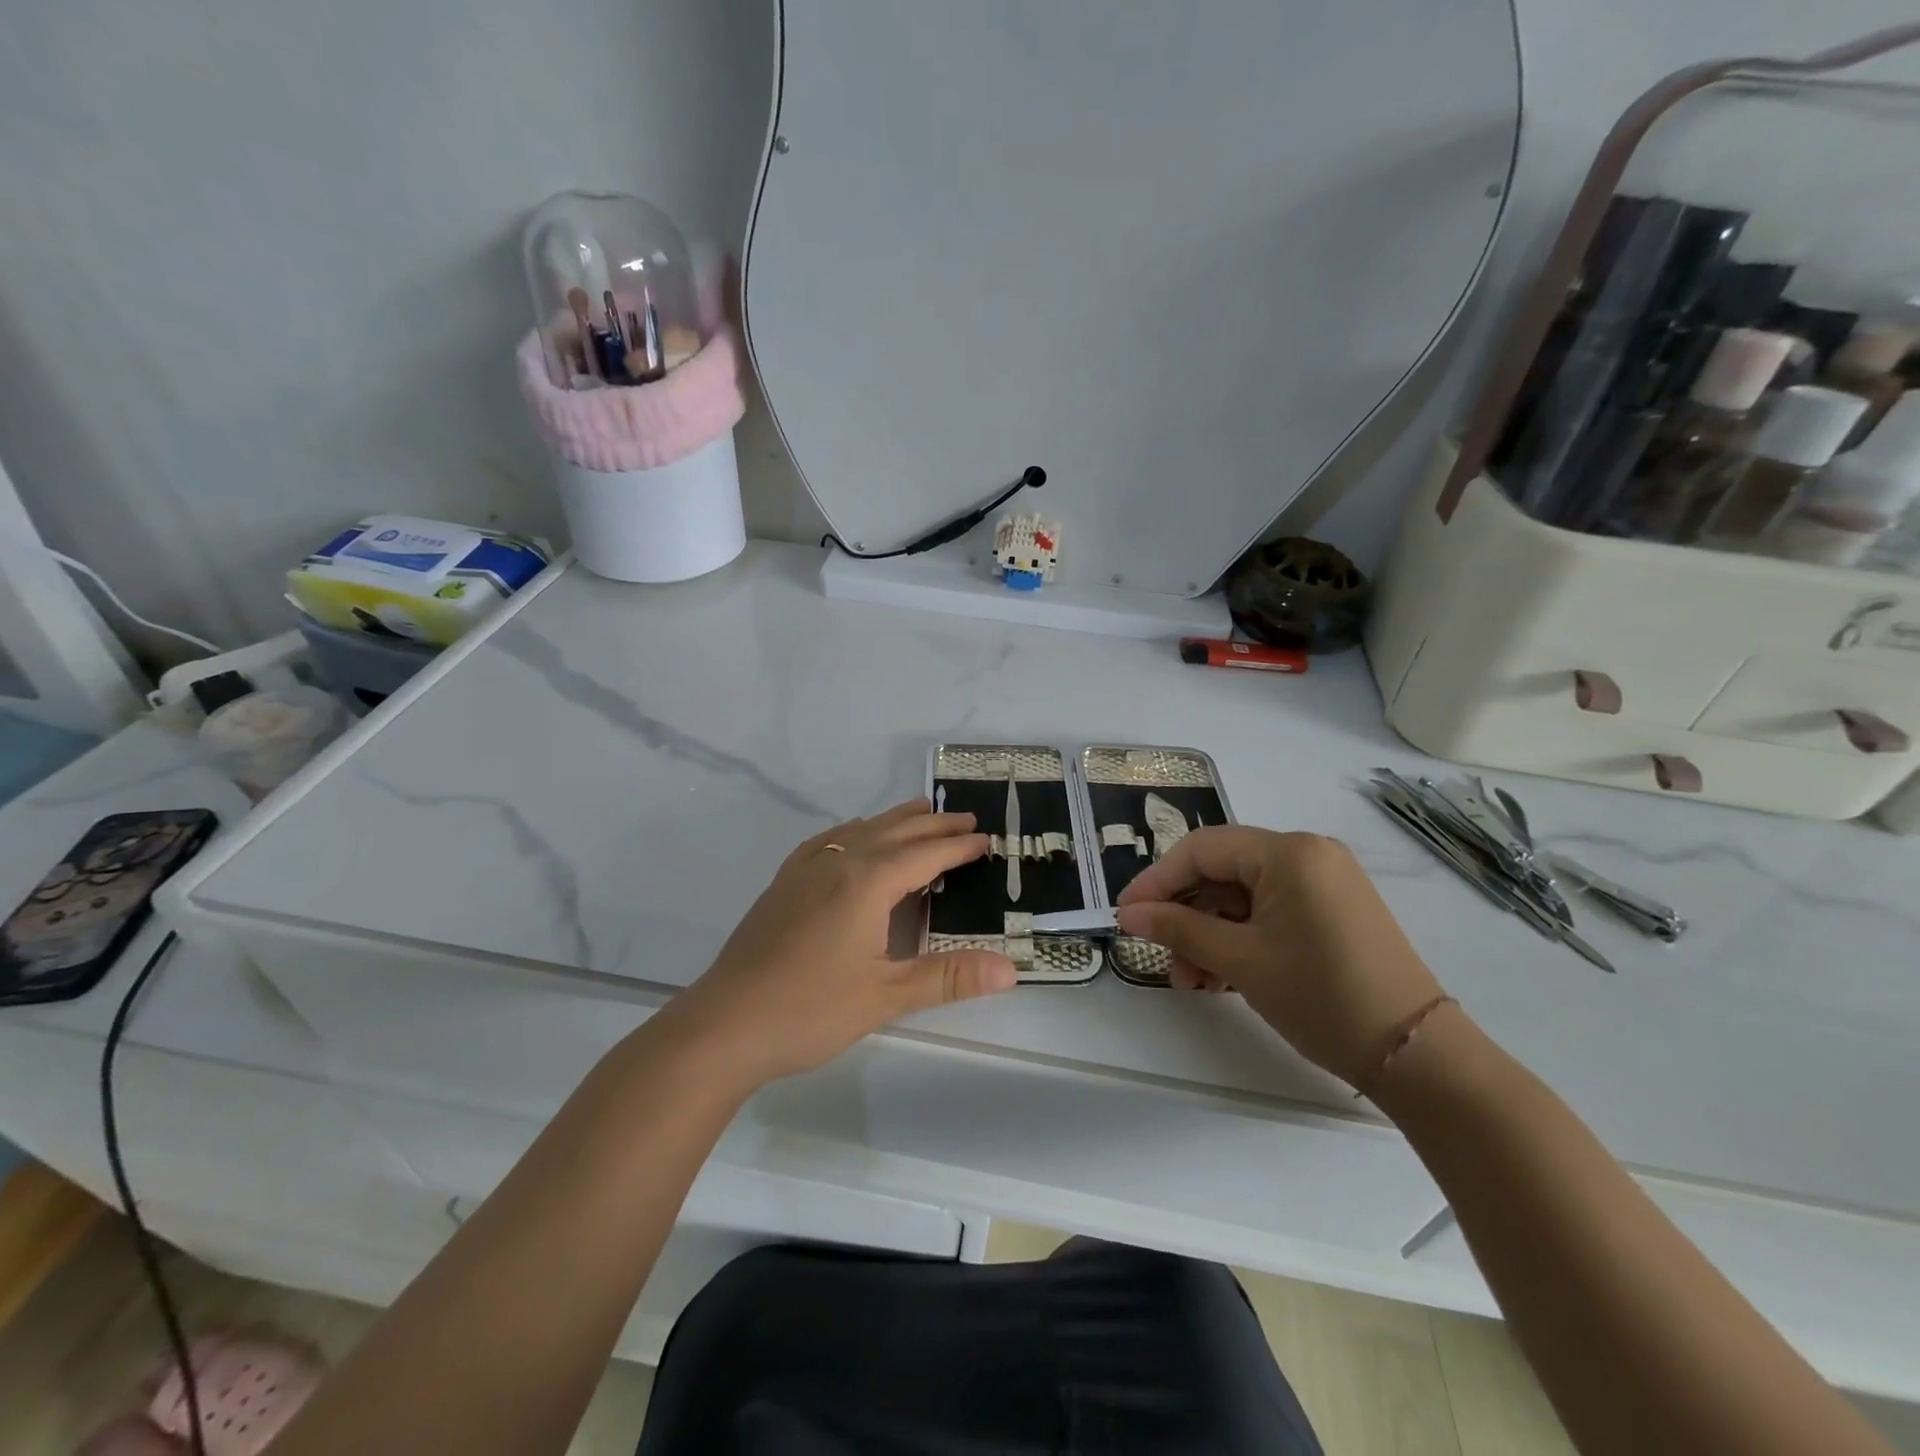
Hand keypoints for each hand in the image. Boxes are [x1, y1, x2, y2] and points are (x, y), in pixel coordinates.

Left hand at [670, 800, 1016, 1084]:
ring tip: (920, 812)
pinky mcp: (783, 885)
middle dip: (933, 824)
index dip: (958, 846)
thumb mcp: (887, 996)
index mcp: (867, 883)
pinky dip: (853, 831)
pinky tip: (852, 837)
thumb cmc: (811, 1009)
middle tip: (966, 818)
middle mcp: (838, 863)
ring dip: (895, 821)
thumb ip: (949, 977)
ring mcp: (805, 871)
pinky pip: (827, 841)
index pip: (925, 855)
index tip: (986, 839)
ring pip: (860, 831)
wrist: (724, 1024)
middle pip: (895, 832)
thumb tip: (1011, 968)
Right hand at [1115, 828, 1444, 1088]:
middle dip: (1186, 916)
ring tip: (1191, 980)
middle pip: (1223, 872)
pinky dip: (1241, 939)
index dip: (1157, 880)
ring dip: (1210, 934)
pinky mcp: (1333, 911)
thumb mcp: (1240, 961)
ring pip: (1243, 897)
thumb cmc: (1321, 996)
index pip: (1201, 849)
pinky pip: (1271, 912)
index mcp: (1288, 852)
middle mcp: (1308, 854)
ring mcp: (1325, 883)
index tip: (1125, 915)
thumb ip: (1178, 928)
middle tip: (1161, 957)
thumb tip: (1128, 914)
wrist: (1417, 1056)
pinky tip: (1220, 977)